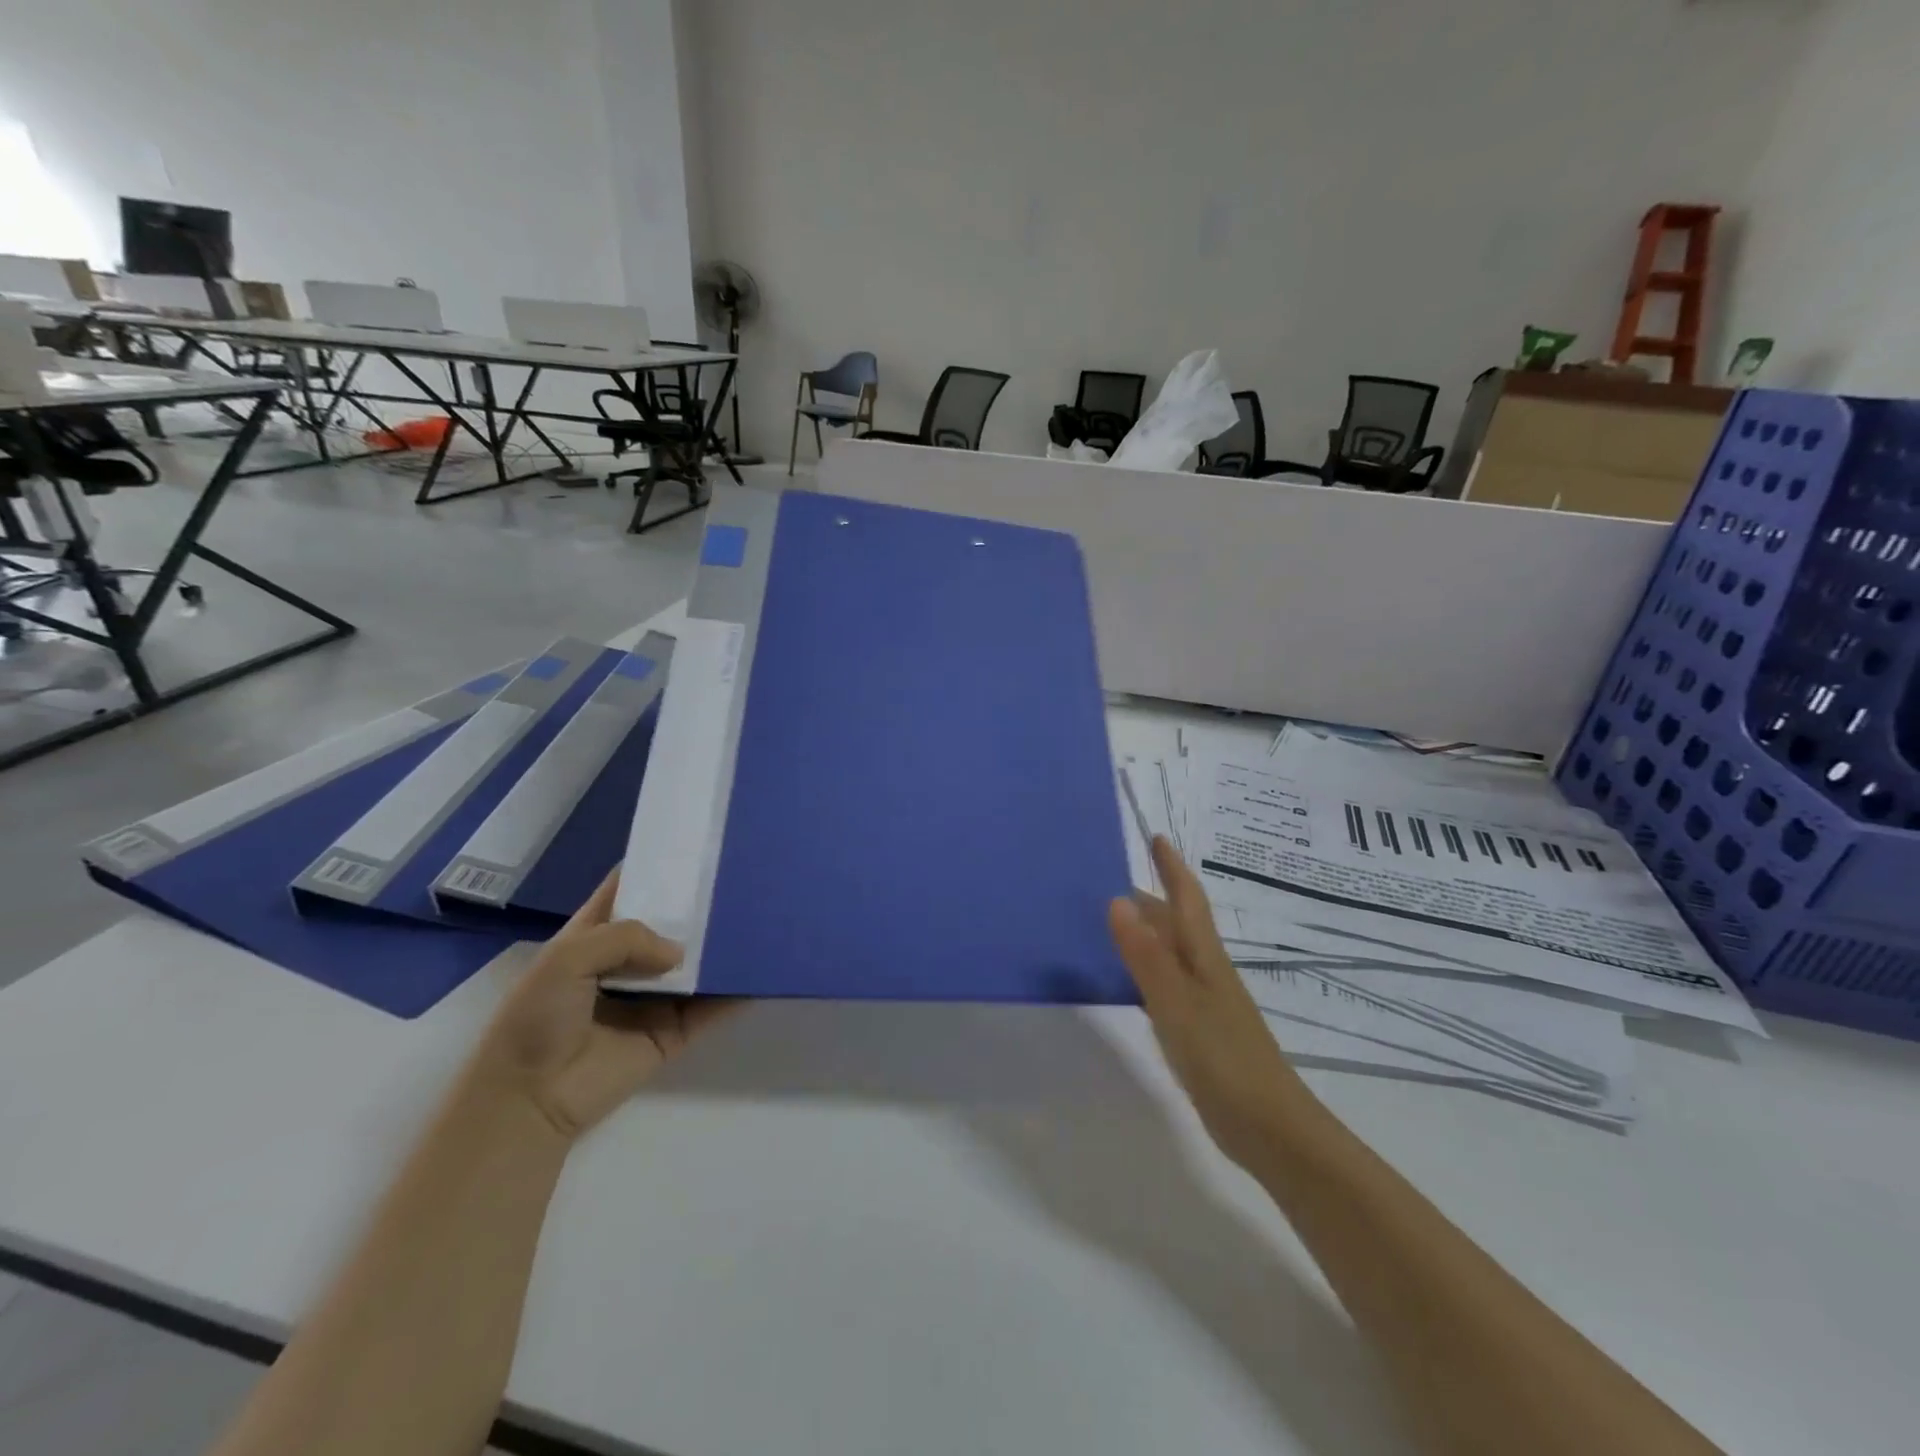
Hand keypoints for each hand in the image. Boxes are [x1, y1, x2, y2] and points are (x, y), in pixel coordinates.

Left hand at [470, 870, 735, 1140]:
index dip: (655, 870)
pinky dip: (734, 993)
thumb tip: (680, 953)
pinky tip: (759, 970)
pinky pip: (710, 1008)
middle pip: (669, 926)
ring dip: (719, 948)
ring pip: (694, 965)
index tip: (693, 846)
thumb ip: (627, 937)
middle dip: (698, 906)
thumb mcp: (568, 957)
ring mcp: (652, 999)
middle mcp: (625, 964)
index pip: (628, 893)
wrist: (529, 1099)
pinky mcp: (673, 1033)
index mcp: (592, 938)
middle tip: (739, 877)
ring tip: (757, 917)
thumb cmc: (536, 1018)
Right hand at [1108, 836, 1305, 1170]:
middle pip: (1176, 924)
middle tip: (1108, 880)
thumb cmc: (1224, 1059)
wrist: (1270, 1128)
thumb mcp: (1177, 1003)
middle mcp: (1205, 971)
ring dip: (1145, 932)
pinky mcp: (1199, 1031)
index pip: (1187, 900)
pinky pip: (1165, 983)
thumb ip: (1146, 955)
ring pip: (1170, 953)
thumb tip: (1117, 899)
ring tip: (1109, 921)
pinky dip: (1144, 969)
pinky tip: (1126, 980)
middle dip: (1150, 898)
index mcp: (1204, 957)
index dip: (1172, 868)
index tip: (1156, 838)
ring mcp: (1204, 1002)